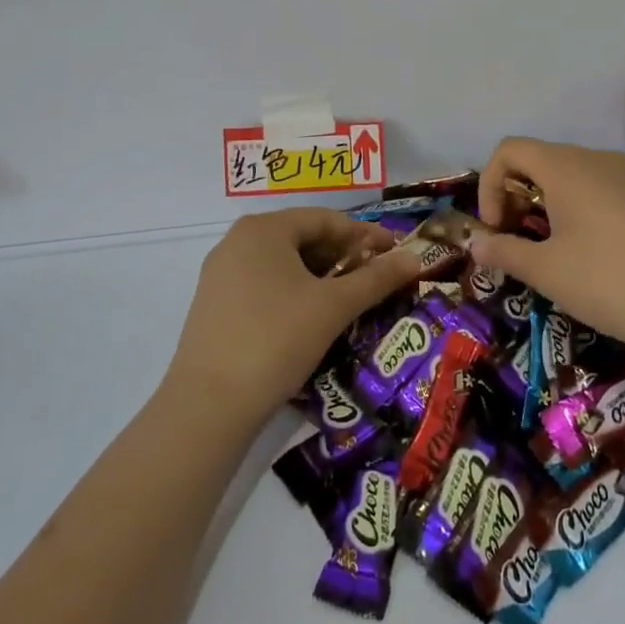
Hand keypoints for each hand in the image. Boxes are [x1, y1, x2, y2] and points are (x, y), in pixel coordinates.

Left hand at [164, 209, 424, 427]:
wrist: (209, 404)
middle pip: (302, 238)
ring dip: (321, 276)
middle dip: (343, 256)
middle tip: (377, 277)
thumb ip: (377, 278)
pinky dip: (294, 292)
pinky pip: (263, 284)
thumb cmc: (277, 339)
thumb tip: (415, 258)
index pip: (326, 219)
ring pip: (283, 263)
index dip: (365, 235)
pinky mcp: (214, 304)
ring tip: (350, 298)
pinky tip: (313, 316)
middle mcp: (237, 241)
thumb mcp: (334, 307)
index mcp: (264, 228)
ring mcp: (220, 273)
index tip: (396, 252)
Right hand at [470, 138, 624, 365]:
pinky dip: (578, 210)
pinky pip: (600, 190)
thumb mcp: (547, 271)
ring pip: (571, 177)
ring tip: (550, 252)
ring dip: (546, 206)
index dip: (490, 185)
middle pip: (539, 161)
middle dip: (516, 197)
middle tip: (516, 243)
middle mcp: (596, 159)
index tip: (496, 228)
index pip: (510, 150)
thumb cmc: (609, 280)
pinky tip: (590, 254)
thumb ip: (504, 252)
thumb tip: (475, 244)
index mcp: (565, 166)